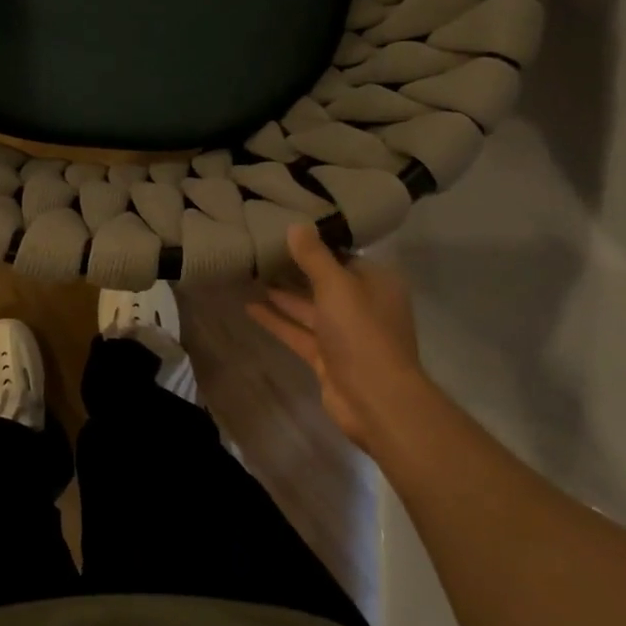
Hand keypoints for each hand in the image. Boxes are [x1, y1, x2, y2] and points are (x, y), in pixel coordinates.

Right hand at [247, 223, 430, 455]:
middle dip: (295, 269)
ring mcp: (344, 334)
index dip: (316, 244)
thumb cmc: (362, 332)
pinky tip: (249, 306)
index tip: (286, 229)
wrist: (375, 399)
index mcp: (376, 283)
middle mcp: (363, 305)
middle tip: (261, 249)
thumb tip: (295, 225)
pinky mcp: (326, 357)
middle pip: (324, 281)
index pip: (344, 255)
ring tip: (250, 273)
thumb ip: (314, 256)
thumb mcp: (337, 285)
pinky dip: (277, 320)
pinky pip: (298, 332)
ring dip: (282, 294)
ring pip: (309, 307)